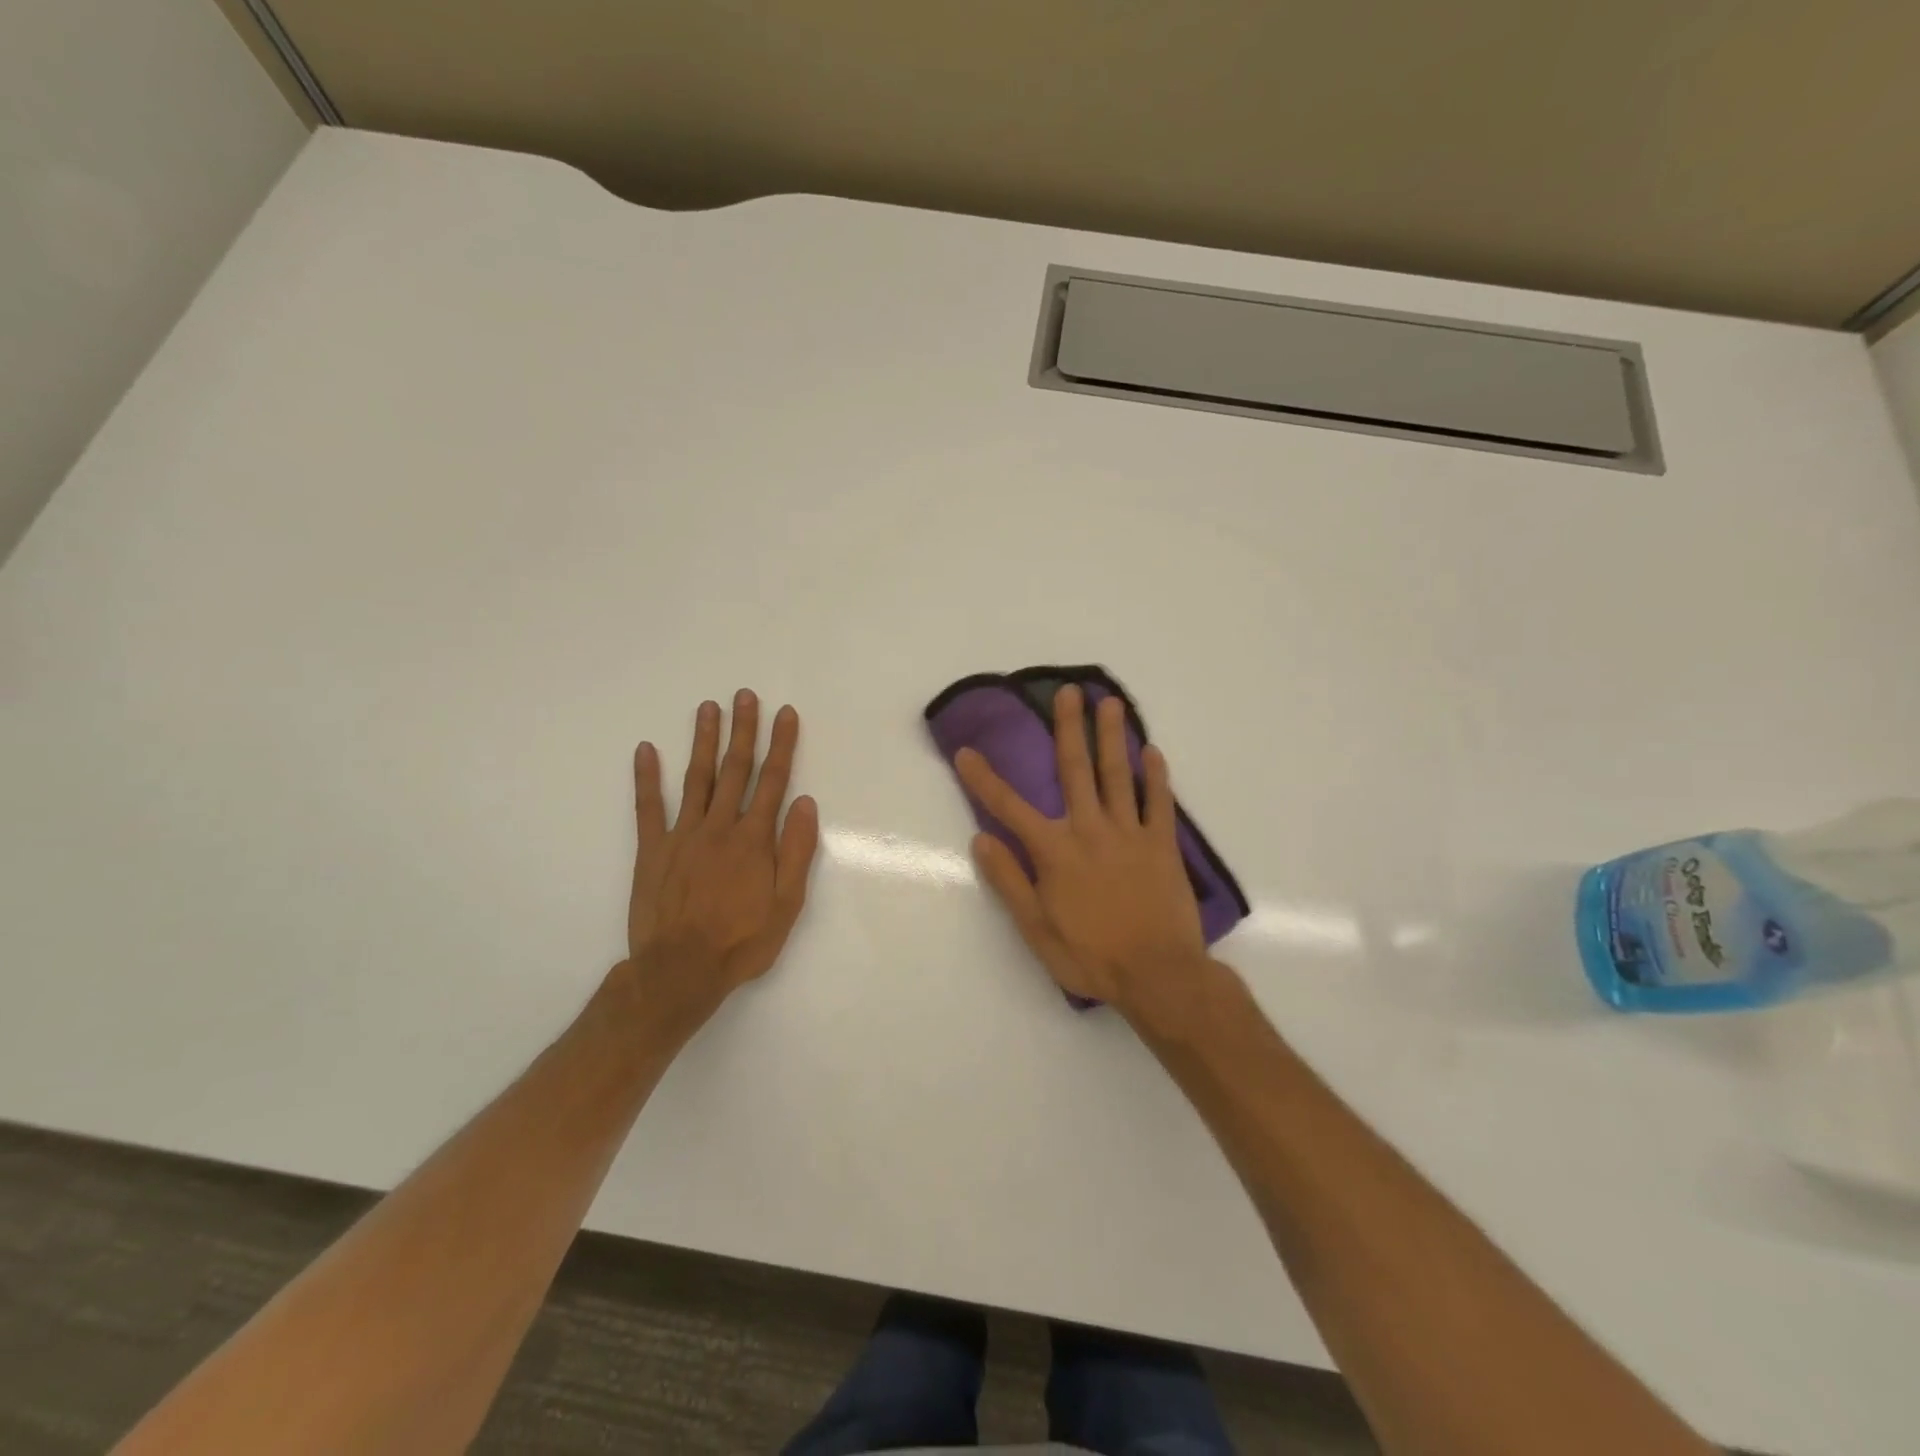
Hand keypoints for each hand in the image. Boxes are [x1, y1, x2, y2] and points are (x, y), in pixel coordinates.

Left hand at [626, 691, 819, 1014]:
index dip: (781, 745)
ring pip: (697, 778)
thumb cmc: (741, 941)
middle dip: (743, 730)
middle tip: (745, 696)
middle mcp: (719, 827)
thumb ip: (796, 851)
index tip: (785, 714)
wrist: (679, 971)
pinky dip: (646, 778)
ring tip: (708, 708)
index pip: (773, 781)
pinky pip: (648, 807)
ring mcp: (682, 835)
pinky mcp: (652, 850)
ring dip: (703, 741)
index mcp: (754, 839)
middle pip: (735, 770)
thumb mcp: (786, 905)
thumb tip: (804, 803)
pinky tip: (645, 750)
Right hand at [956, 684, 1208, 1017]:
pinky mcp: (1162, 844)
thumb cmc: (1091, 957)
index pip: (1009, 807)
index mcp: (1055, 852)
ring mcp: (1129, 833)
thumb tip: (982, 838)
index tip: (966, 751)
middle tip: (1068, 692)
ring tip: (1110, 702)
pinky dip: (1155, 775)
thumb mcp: (1036, 929)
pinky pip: (1158, 802)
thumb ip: (1009, 881)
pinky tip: (1152, 751)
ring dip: (1112, 736)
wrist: (1159, 975)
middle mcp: (1090, 830)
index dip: (984, 779)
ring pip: (1117, 775)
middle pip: (1075, 770)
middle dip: (1068, 729)